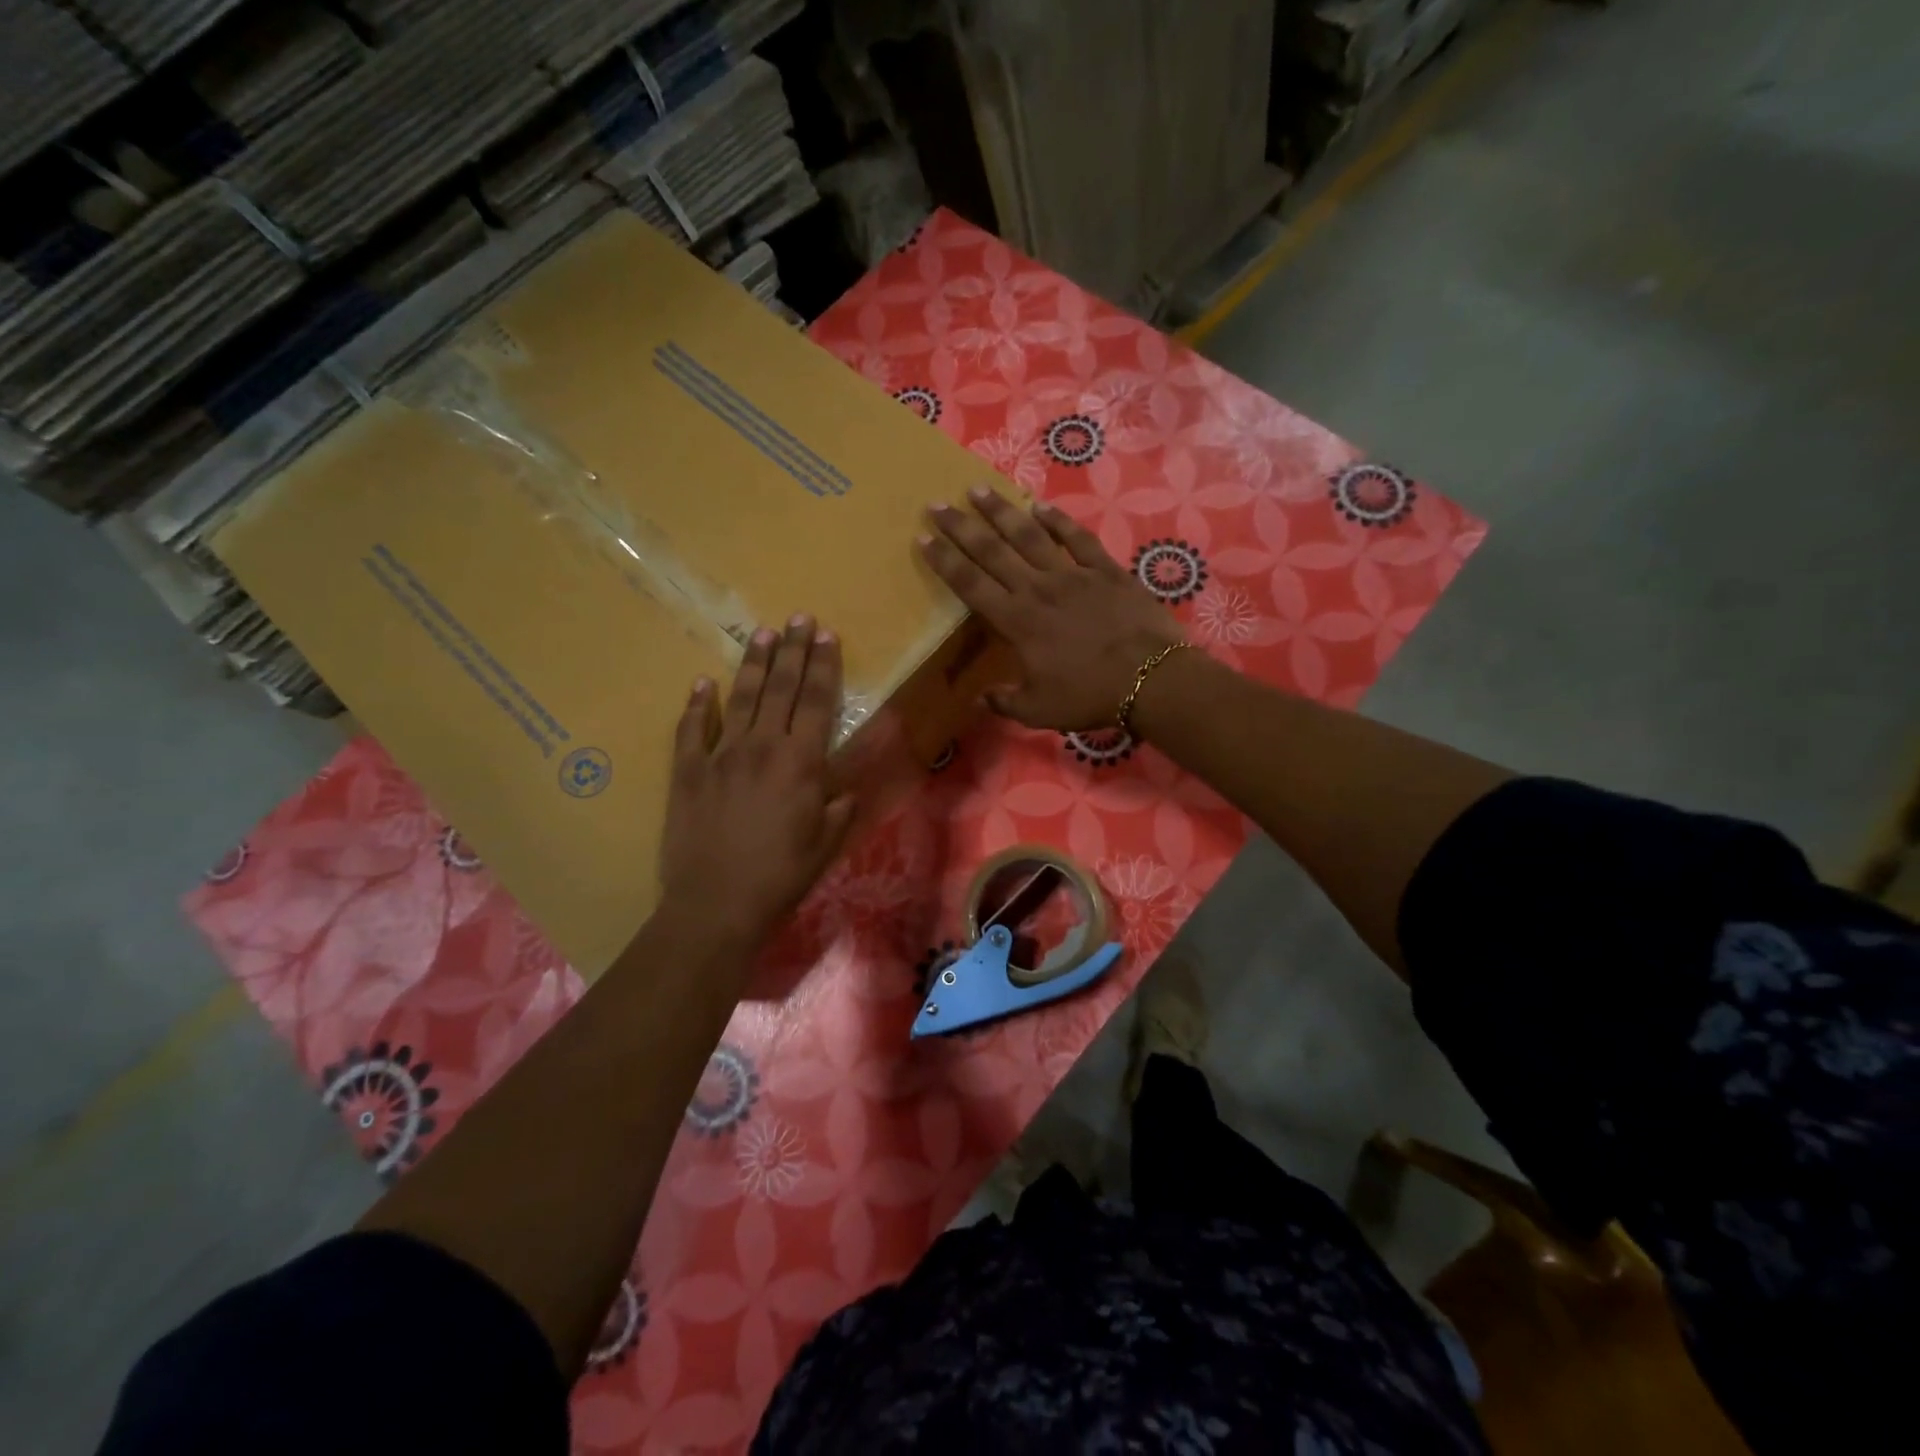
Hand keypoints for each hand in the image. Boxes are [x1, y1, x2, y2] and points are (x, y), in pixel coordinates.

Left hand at [658, 616, 856, 947]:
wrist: (716, 904)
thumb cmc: (781, 876)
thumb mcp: (826, 844)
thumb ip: (839, 805)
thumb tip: (845, 785)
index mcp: (801, 762)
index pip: (816, 701)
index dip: (823, 666)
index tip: (826, 635)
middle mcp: (762, 747)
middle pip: (781, 688)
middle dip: (792, 650)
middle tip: (798, 618)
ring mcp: (720, 755)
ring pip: (741, 698)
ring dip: (754, 664)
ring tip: (763, 633)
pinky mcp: (687, 771)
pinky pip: (691, 729)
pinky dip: (698, 704)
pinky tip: (704, 683)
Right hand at [919, 488, 1183, 730]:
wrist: (1150, 678)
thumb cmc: (1089, 696)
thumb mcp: (1039, 710)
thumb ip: (1005, 701)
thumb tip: (979, 698)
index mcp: (1017, 621)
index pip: (971, 585)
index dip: (945, 561)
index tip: (923, 539)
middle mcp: (1038, 589)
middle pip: (992, 551)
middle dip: (961, 527)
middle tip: (937, 504)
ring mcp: (1073, 575)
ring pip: (1029, 536)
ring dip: (1001, 512)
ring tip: (978, 489)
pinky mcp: (1106, 570)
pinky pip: (1077, 538)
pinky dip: (1058, 521)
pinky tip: (1041, 506)